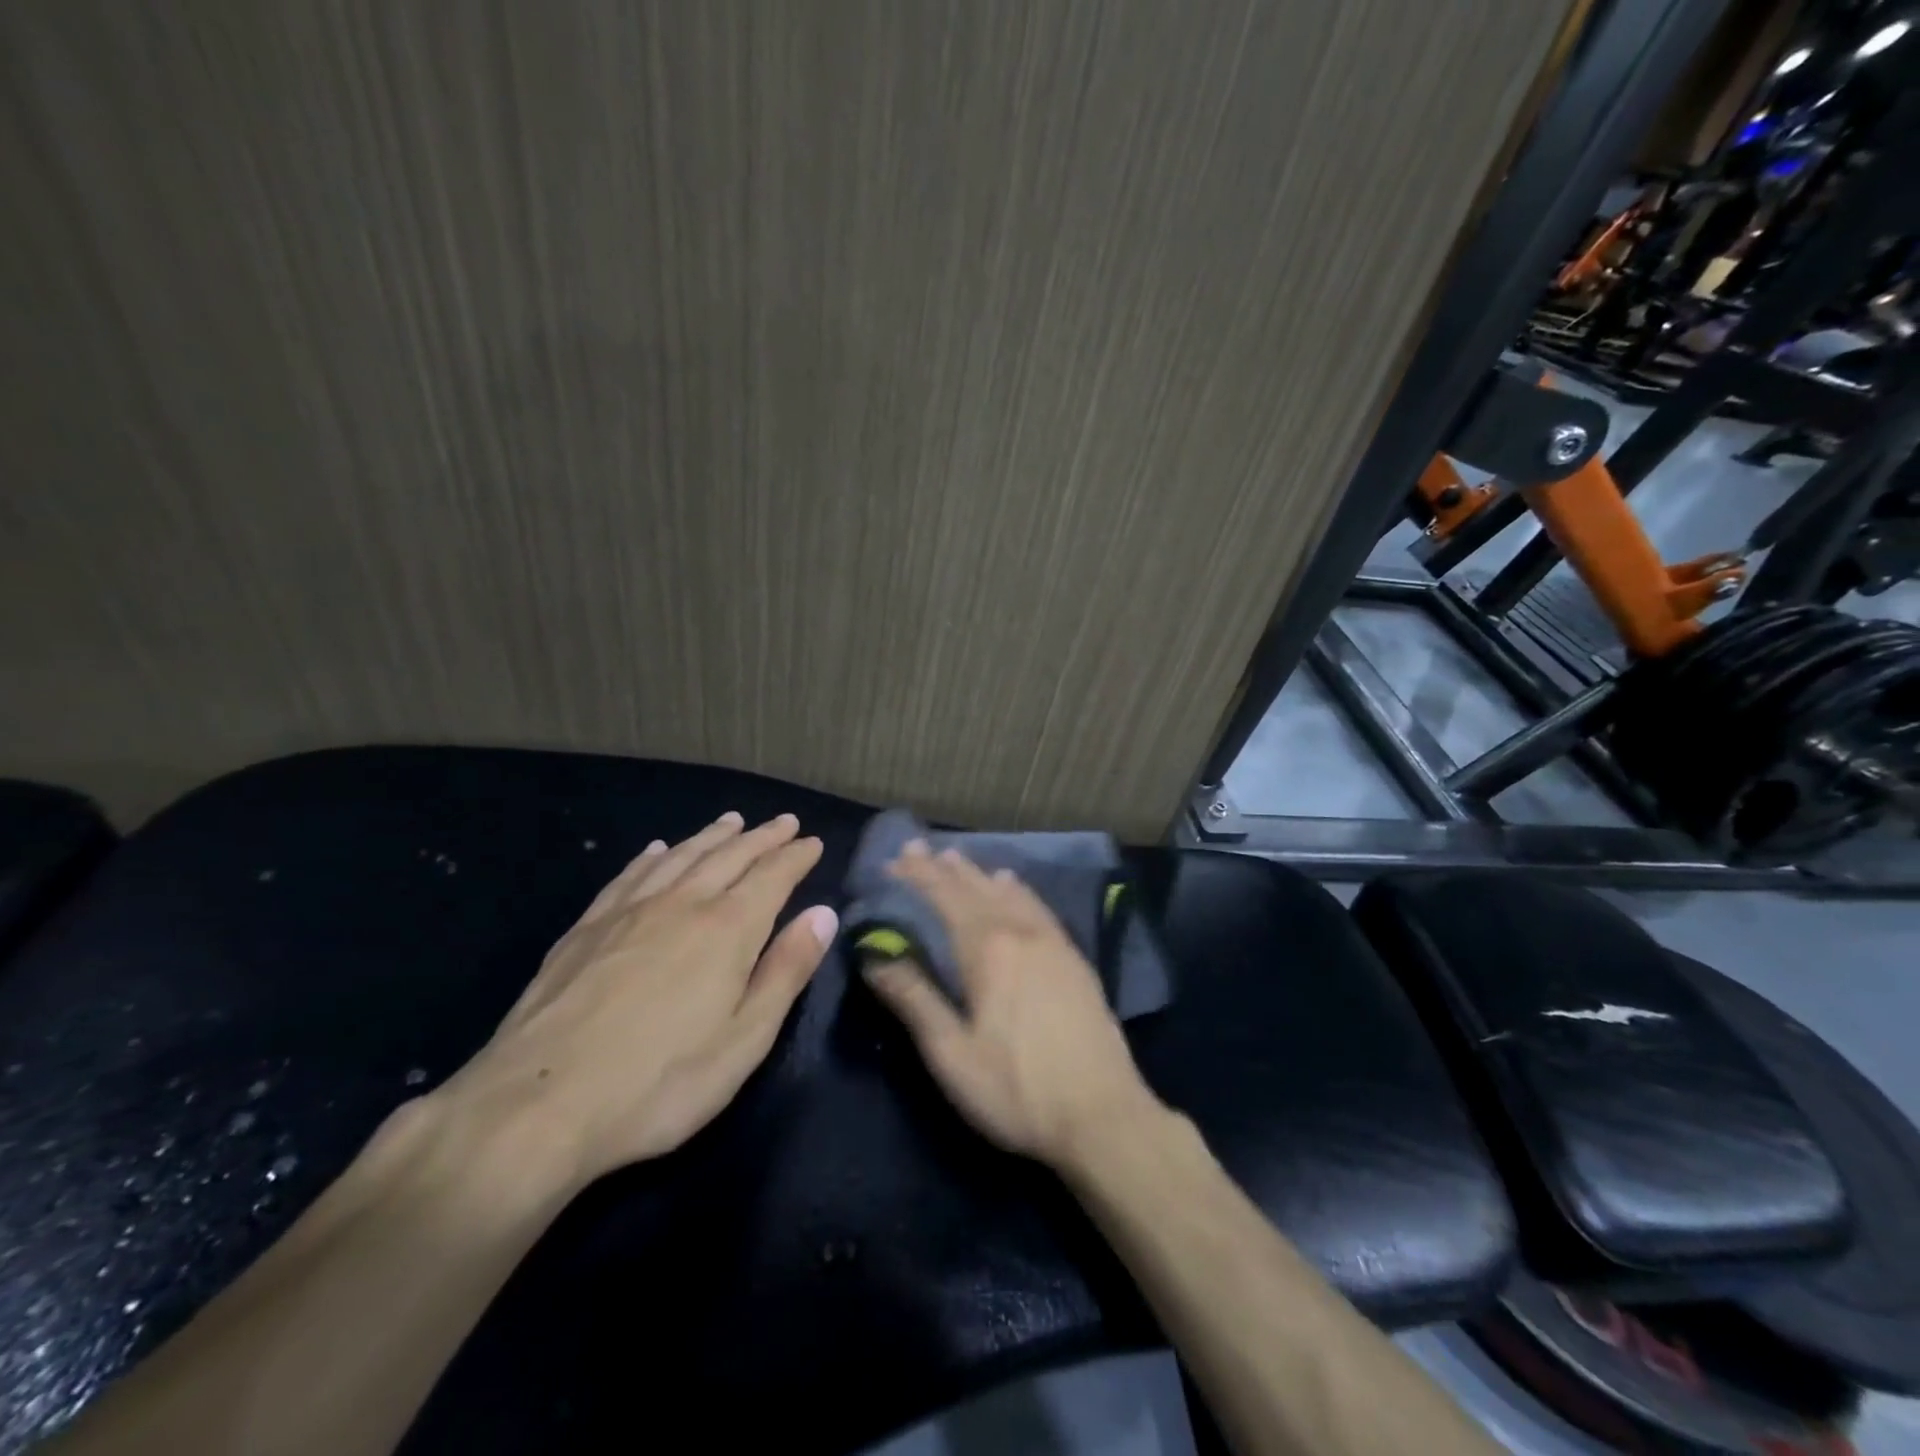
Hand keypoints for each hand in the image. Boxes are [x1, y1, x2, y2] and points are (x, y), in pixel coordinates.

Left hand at [433, 812, 836, 1190]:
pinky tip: (657, 850)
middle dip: (762, 837)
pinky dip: (652, 857)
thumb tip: (822, 914)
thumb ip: (786, 971)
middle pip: (730, 856)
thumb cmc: (659, 1082)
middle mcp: (681, 904)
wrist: (537, 1106)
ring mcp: (628, 912)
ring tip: (731, 822)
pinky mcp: (586, 929)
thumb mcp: (745, 1039)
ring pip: (680, 857)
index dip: (796, 857)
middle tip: (784, 822)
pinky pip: (629, 876)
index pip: (772, 876)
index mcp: (727, 929)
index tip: (813, 842)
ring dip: (711, 836)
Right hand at [863, 842, 1163, 1167]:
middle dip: (941, 867)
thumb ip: (914, 1000)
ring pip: (1006, 892)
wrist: (1103, 1115)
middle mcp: (1019, 933)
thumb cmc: (1017, 1090)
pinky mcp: (1073, 957)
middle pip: (973, 888)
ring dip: (976, 873)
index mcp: (987, 951)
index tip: (892, 861)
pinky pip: (1038, 907)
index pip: (943, 899)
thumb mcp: (952, 1055)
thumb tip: (875, 956)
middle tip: (915, 848)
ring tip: (955, 857)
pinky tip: (1012, 883)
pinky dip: (1017, 889)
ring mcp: (1051, 942)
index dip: (916, 878)